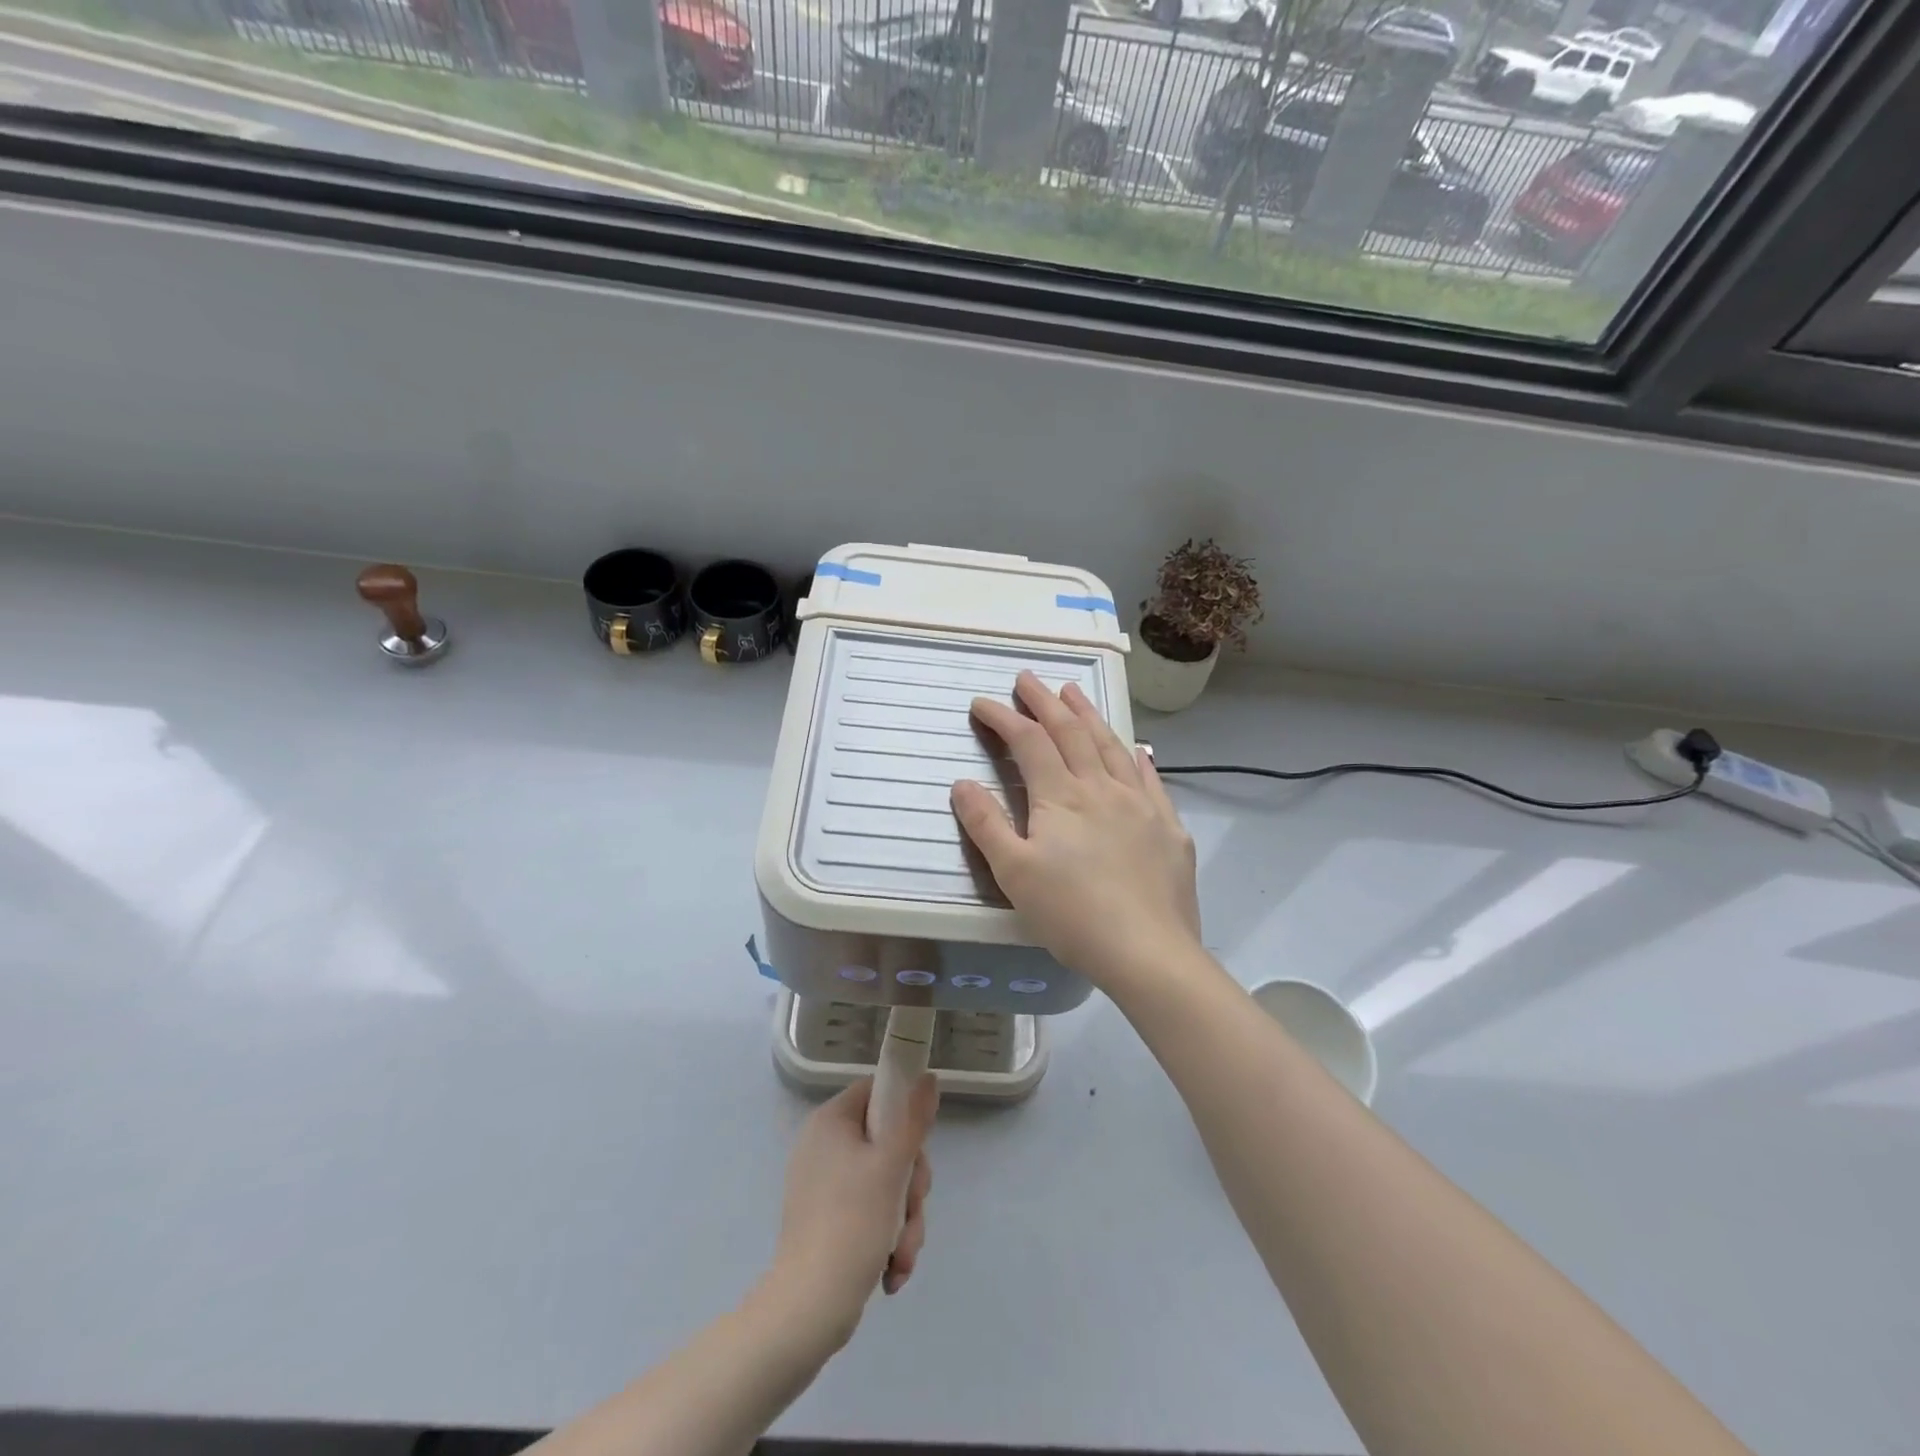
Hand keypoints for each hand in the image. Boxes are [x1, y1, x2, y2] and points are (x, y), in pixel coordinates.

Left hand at [768, 1074, 936, 1348]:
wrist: (809, 1309)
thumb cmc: (852, 1223)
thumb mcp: (892, 1165)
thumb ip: (914, 1118)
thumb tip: (928, 1076)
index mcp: (830, 1122)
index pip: (877, 1092)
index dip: (904, 1112)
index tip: (917, 1145)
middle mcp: (824, 1146)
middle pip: (888, 1143)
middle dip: (910, 1184)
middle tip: (912, 1206)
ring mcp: (824, 1185)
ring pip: (886, 1183)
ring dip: (904, 1219)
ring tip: (902, 1254)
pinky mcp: (828, 1220)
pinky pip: (870, 1212)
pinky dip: (887, 1237)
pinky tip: (892, 1270)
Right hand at [951, 671, 1202, 990]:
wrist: (1148, 951)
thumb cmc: (1072, 914)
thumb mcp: (1014, 873)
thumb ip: (986, 824)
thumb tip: (962, 782)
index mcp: (1061, 796)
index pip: (1028, 742)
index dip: (1003, 718)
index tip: (982, 703)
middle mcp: (1102, 787)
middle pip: (1071, 732)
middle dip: (1045, 702)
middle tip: (1028, 679)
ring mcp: (1140, 803)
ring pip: (1111, 745)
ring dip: (1088, 715)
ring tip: (1073, 692)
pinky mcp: (1168, 826)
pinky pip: (1149, 777)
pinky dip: (1136, 755)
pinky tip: (1135, 747)